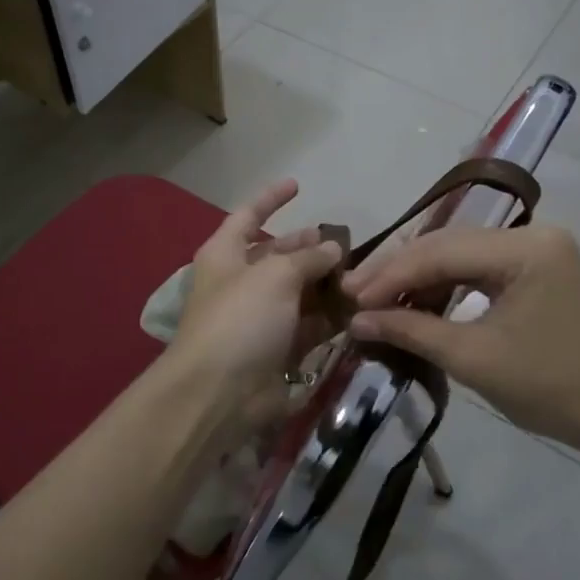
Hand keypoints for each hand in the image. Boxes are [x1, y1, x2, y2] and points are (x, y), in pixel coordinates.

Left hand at [170, 179, 344, 420]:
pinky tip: (356, 308)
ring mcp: (258, 318)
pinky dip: (329, 317)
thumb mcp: (275, 276)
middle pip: (277, 256)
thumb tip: (331, 248)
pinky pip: (307, 325)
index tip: (298, 185)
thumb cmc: (240, 319)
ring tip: (360, 274)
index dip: (271, 198)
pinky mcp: (277, 350)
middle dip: (307, 247)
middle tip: (344, 243)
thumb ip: (308, 257)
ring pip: (297, 292)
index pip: (248, 215)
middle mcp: (240, 283)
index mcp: (225, 255)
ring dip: (324, 283)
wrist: (220, 394)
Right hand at [341, 224, 579, 453]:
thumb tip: (355, 321)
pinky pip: (479, 268)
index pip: (442, 252)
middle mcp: (533, 235)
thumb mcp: (473, 358)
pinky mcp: (537, 268)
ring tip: (376, 300)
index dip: (391, 275)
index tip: (350, 297)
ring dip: (419, 278)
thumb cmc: (549, 388)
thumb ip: (411, 331)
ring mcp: (537, 250)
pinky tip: (416, 302)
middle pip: (449, 245)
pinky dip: (445, 286)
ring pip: (460, 254)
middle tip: (354, 294)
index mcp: (526, 248)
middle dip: (400, 272)